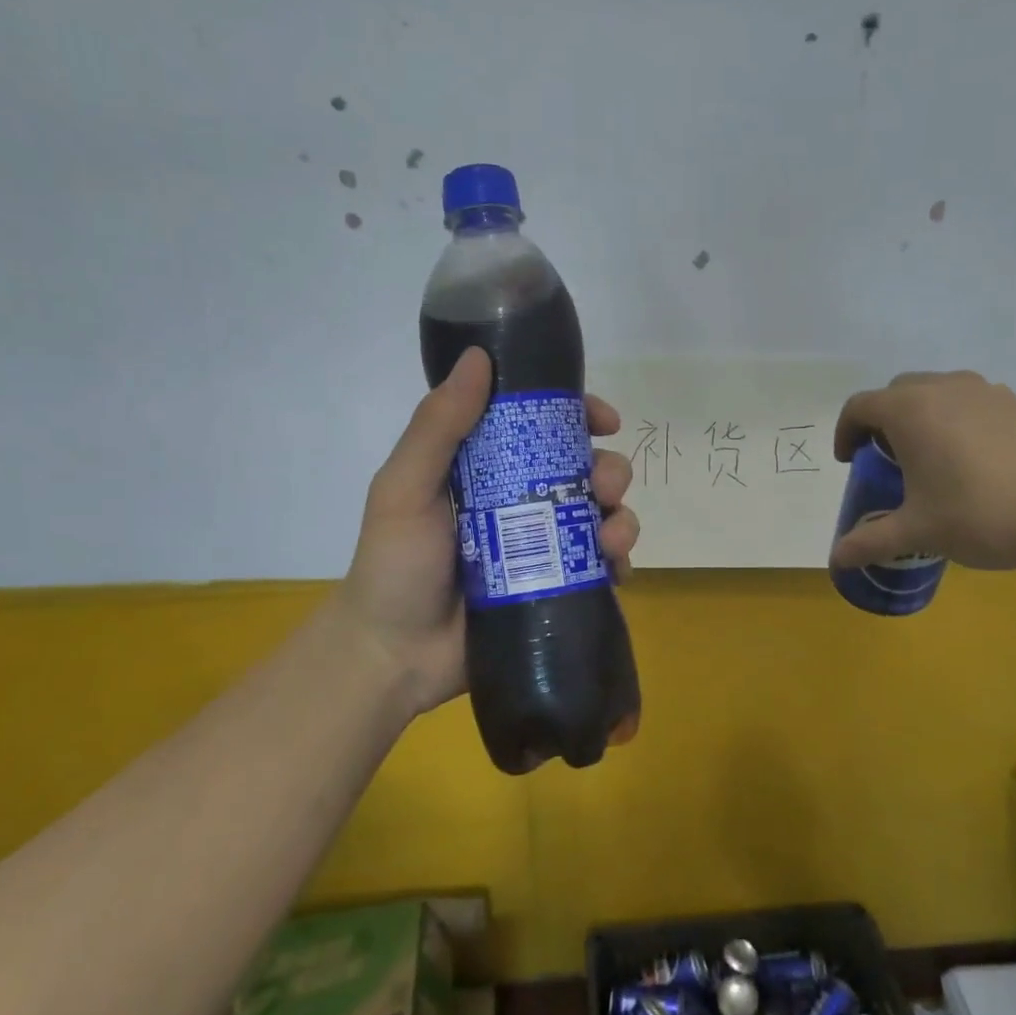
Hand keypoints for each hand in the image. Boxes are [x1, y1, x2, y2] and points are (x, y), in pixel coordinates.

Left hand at [339, 348, 640, 721]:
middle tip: (605, 488)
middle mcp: (522, 502)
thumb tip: (480, 357)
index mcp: (488, 470)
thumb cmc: (394, 566)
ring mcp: (543, 548)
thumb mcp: (404, 489)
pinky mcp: (557, 588)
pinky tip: (617, 570)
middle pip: (585, 471)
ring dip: (621, 516)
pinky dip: (619, 562)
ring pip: (602, 516)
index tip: (605, 420)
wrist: (394, 657)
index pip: (543, 428)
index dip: (580, 416)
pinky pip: (603, 567)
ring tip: (611, 537)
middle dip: (609, 471)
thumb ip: (437, 427)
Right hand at [828, 370, 1015, 571]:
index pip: (859, 407)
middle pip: (896, 392)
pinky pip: (971, 402)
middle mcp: (944, 388)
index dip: (846, 433)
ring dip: (921, 416)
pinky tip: (973, 461)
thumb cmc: (979, 515)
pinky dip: (957, 420)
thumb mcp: (917, 532)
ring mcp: (986, 391)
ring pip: (936, 391)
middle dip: (882, 421)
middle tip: (886, 460)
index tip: (850, 462)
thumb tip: (836, 560)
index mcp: (910, 411)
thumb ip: (870, 542)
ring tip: (930, 458)